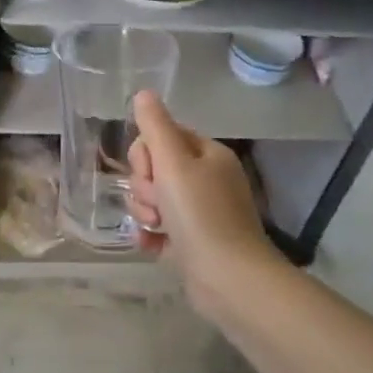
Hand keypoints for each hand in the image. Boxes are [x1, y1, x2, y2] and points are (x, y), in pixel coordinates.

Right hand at [127, 90, 282, 307]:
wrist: (229, 280)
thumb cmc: (201, 215)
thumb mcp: (173, 164)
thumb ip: (155, 126)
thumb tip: (144, 93)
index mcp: (208, 154)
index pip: (162, 136)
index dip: (146, 153)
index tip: (151, 172)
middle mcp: (207, 179)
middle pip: (155, 168)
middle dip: (145, 186)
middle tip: (157, 204)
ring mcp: (201, 212)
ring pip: (154, 198)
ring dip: (145, 211)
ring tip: (157, 227)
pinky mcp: (193, 241)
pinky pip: (159, 227)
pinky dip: (152, 234)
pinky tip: (151, 244)